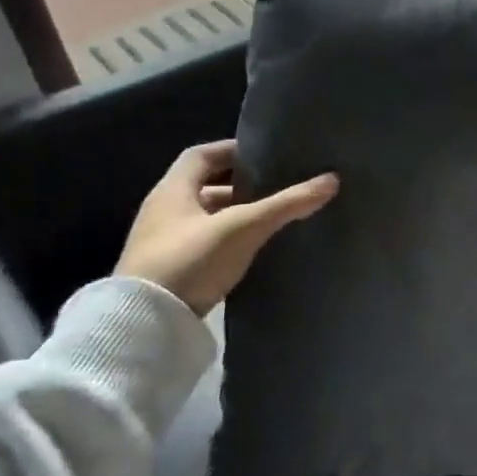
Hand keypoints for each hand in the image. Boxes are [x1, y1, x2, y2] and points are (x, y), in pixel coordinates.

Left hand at [115, 141, 337, 316]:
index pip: (202, 155)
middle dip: (243, 186)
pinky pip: (206, 243)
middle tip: (279, 187)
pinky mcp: (170, 270)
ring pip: (207, 217)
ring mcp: (164, 243)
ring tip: (274, 218)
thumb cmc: (189, 260)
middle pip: (207, 186)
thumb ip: (286, 204)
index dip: (233, 150)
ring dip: (237, 214)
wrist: (144, 325)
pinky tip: (255, 248)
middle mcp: (163, 211)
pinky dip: (230, 239)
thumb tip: (332, 179)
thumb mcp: (243, 228)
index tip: (267, 155)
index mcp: (172, 190)